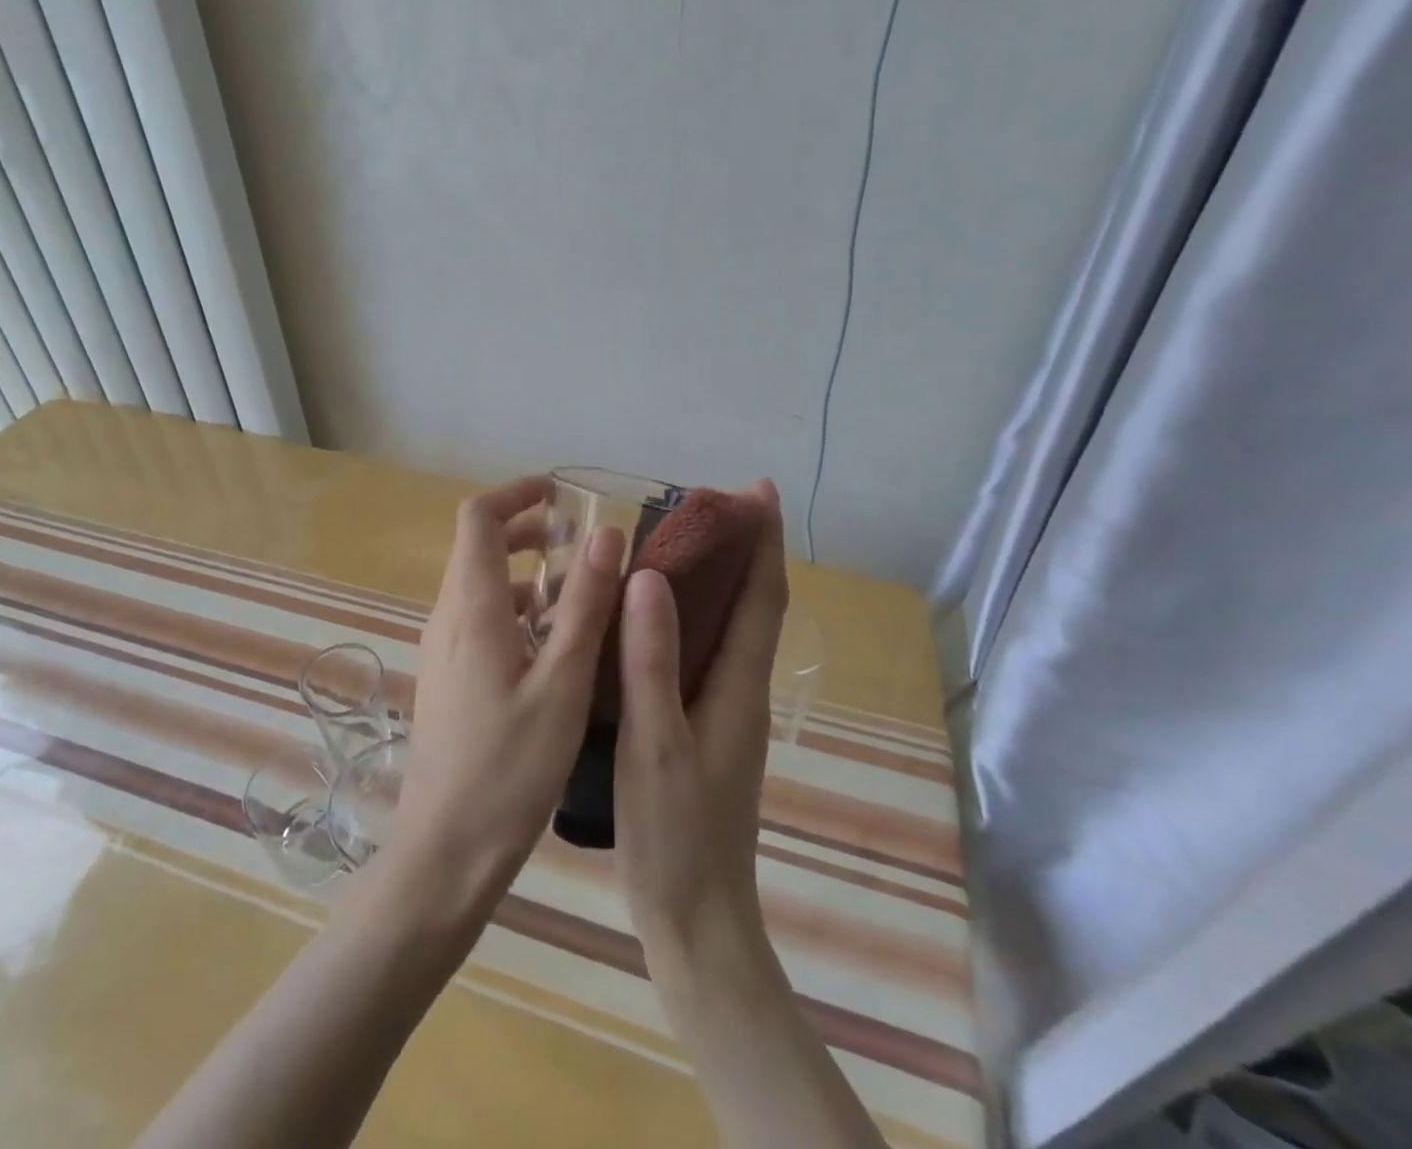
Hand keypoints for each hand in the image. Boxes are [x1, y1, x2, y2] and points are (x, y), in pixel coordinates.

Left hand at [390, 475, 623, 910]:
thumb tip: (606, 534)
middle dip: (528, 531)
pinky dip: (518, 612)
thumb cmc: (509, 769)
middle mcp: (448, 618)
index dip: (515, 493)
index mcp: (471, 608)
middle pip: (478, 548)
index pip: (477, 518)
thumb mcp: (562, 684)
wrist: (445, 851)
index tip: (560, 493)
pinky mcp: (449, 678)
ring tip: (581, 596)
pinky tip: (557, 648)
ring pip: (482, 587)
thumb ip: (584, 606)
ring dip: (527, 576)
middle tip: (581, 544)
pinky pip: (481, 622)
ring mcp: (444, 650)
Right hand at [613, 481, 787, 967]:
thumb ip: (652, 662)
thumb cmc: (676, 835)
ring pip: (725, 628)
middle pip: (751, 604)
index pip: (762, 597)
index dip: (763, 541)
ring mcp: (722, 712)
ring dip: (714, 579)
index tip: (757, 489)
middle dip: (740, 548)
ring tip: (674, 542)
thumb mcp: (657, 744)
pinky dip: (685, 617)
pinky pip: (699, 653)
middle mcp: (739, 690)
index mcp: (738, 687)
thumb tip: (649, 577)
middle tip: (701, 504)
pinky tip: (648, 618)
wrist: (695, 922)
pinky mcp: (699, 728)